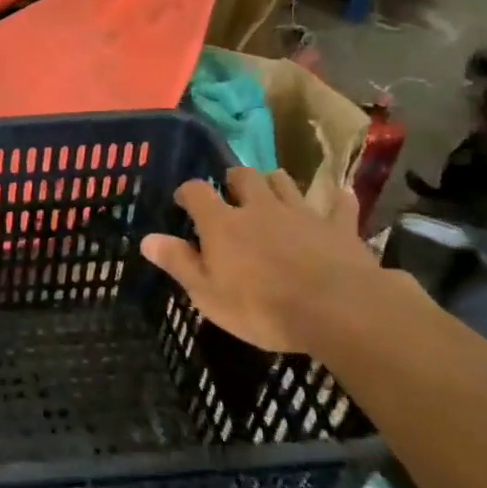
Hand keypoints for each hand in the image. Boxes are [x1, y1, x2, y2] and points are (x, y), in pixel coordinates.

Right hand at [139, 167, 389, 353]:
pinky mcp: (339, 228)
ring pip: (286, 183)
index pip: (197, 191)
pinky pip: (339, 206)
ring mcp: (302, 214)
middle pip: (244, 176)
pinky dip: (336, 201)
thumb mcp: (207, 294)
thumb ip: (178, 262)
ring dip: (275, 184)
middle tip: (231, 192)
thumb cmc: (262, 308)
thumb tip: (147, 239)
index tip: (183, 200)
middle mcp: (259, 208)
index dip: (188, 191)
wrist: (338, 310)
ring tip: (272, 194)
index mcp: (222, 224)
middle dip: (234, 179)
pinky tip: (339, 199)